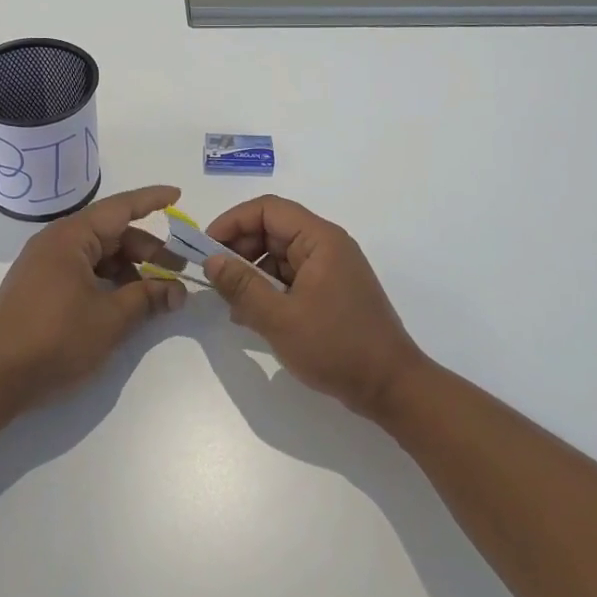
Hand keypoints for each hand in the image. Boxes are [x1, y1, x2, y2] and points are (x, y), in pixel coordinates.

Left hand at [0, 184, 188, 411]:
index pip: (120, 207)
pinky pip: (82, 271)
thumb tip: (177, 291)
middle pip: (111, 233)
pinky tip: (125, 301)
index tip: (178, 195)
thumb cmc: (56, 340)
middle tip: (179, 269)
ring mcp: (44, 265)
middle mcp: (55, 242)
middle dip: (148, 249)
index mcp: (70, 237)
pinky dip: (108, 280)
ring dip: (129, 268)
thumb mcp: (110, 319)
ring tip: (156, 293)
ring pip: (98, 255)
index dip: (151, 200)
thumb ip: (147, 298)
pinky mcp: (39, 287)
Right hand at [204, 195, 428, 419]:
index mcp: (320, 239)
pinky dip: (268, 289)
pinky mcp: (331, 292)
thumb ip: (242, 286)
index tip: (205, 248)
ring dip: (251, 272)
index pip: (268, 209)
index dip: (232, 222)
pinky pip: (291, 277)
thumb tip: (211, 261)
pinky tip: (251, 315)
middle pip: (272, 229)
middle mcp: (327, 246)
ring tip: (230, 302)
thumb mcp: (280, 318)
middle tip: (214, 278)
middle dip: (239, 249)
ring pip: (279, 255)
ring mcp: (330, 269)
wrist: (391, 387)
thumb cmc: (336, 347)